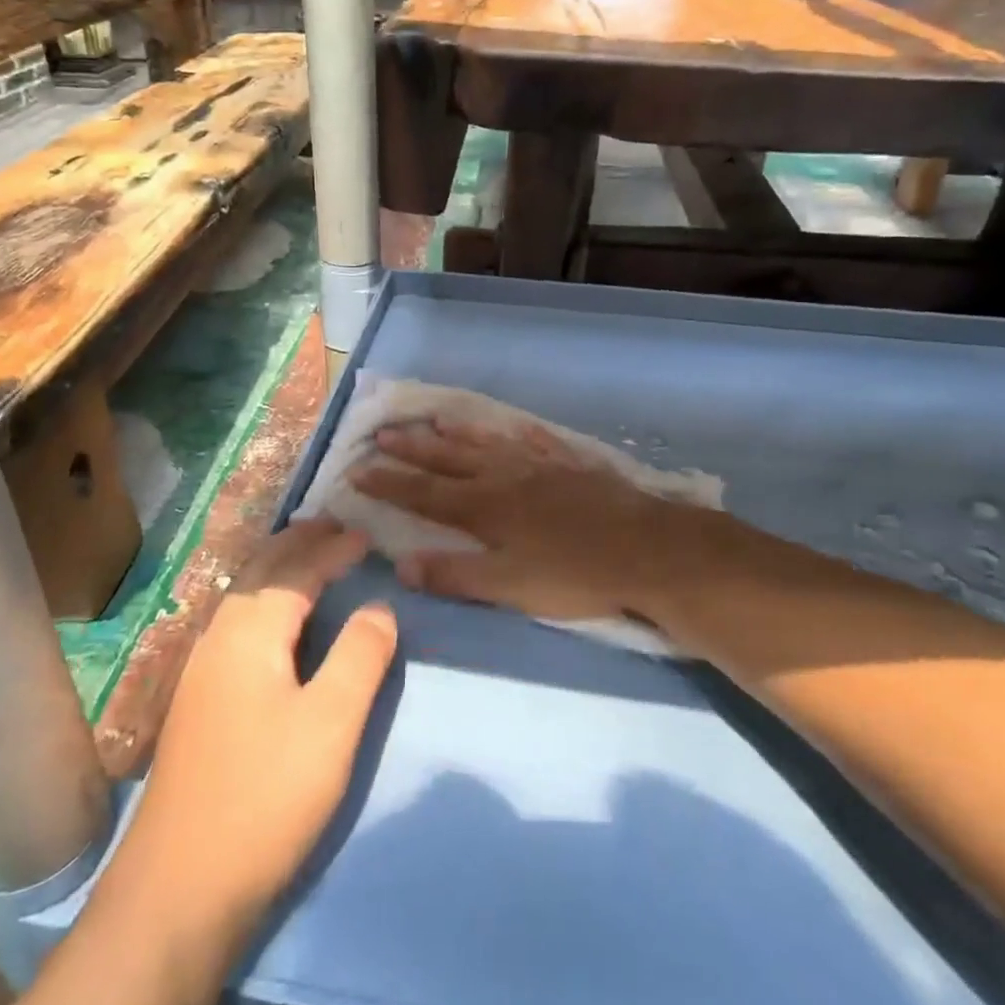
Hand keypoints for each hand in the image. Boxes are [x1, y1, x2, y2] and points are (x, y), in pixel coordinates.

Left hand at [115, 520, 396, 941]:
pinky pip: (235, 620)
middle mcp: (219, 636)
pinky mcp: (197, 700)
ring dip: (277, 567)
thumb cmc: (265, 796)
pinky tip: (271, 620)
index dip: (333, 549)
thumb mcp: (331, 723)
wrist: (177, 888)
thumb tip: (379, 606)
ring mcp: (200, 669)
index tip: (367, 535)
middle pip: (261, 570)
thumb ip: (360, 655)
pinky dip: (263, 597)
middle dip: (299, 543)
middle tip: (334, 526)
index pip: (298, 570)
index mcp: (251, 631)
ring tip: (306, 557)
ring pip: (242, 594)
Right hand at [352, 419, 702, 624]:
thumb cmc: (574, 575)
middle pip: (449, 459)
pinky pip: (535, 441)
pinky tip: (510, 426)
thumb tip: (401, 564)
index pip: (424, 493)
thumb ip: (455, 574)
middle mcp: (504, 477)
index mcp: (484, 508)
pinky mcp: (571, 464)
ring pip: (488, 442)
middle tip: (383, 432)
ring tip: (433, 418)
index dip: (389, 482)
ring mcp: (540, 465)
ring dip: (457, 432)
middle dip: (413, 448)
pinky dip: (516, 433)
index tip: (358, 469)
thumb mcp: (509, 586)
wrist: (647, 550)